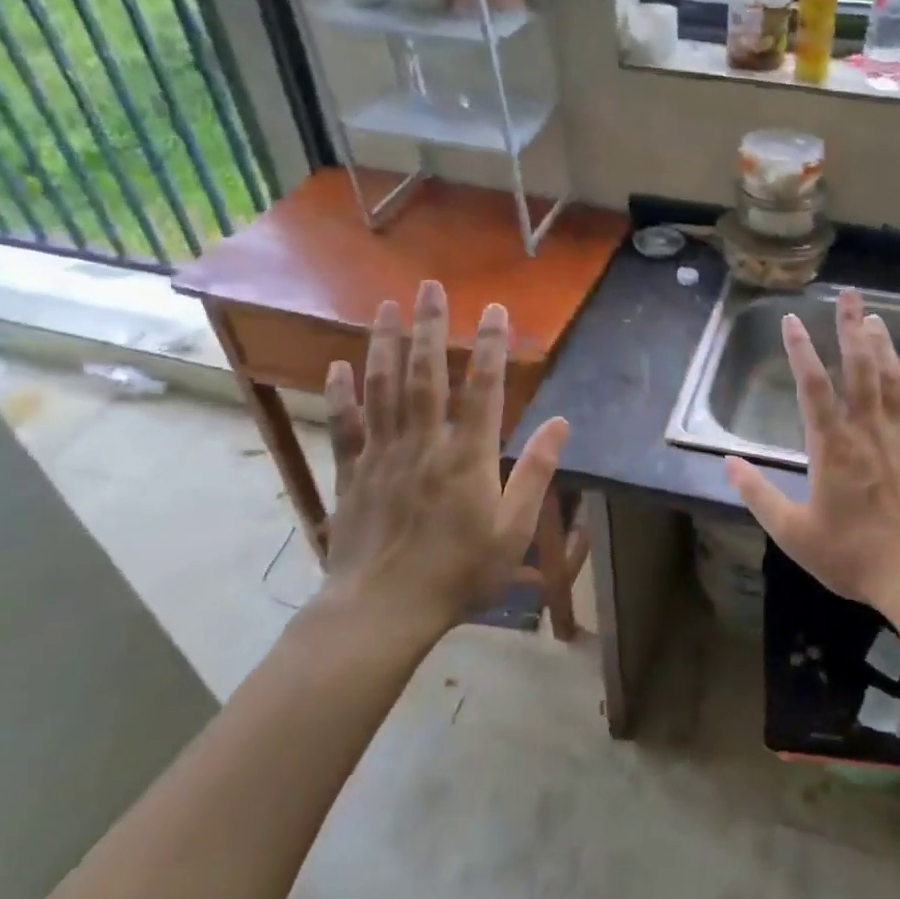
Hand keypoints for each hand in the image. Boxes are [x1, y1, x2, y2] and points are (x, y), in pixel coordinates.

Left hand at [317, 280, 567, 638]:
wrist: (382, 612)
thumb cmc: (459, 574)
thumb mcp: (513, 530)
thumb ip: (536, 473)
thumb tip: (562, 424)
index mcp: (468, 457)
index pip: (483, 389)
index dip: (489, 346)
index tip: (493, 310)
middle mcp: (424, 444)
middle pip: (425, 375)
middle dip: (429, 327)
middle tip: (427, 286)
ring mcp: (382, 456)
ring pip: (382, 389)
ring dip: (384, 344)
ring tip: (385, 306)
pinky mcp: (351, 474)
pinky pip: (345, 426)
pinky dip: (341, 394)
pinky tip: (337, 365)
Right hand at [724, 288, 899, 612]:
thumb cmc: (853, 555)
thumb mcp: (793, 533)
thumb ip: (758, 495)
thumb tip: (727, 464)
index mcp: (832, 446)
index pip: (813, 386)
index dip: (800, 350)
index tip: (791, 319)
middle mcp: (867, 431)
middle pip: (859, 368)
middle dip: (851, 328)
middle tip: (849, 295)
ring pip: (892, 380)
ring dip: (883, 345)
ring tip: (874, 317)